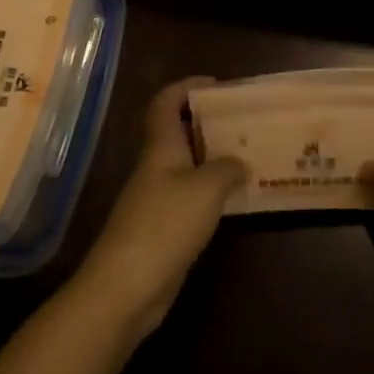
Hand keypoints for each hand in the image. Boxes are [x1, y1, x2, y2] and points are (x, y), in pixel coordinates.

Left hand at [70, 77, 246, 339]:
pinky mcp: (162, 228)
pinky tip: (235, 198)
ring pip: (187, 166)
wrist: (125, 289)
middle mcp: (156, 167)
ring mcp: (156, 199)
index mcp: (161, 147)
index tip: (216, 84)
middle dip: (208, 122)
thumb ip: (227, 169)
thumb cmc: (165, 224)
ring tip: (248, 156)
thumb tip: (240, 163)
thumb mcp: (206, 189)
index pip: (166, 103)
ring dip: (213, 158)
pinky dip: (211, 191)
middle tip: (243, 121)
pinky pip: (190, 197)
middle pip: (178, 132)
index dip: (186, 87)